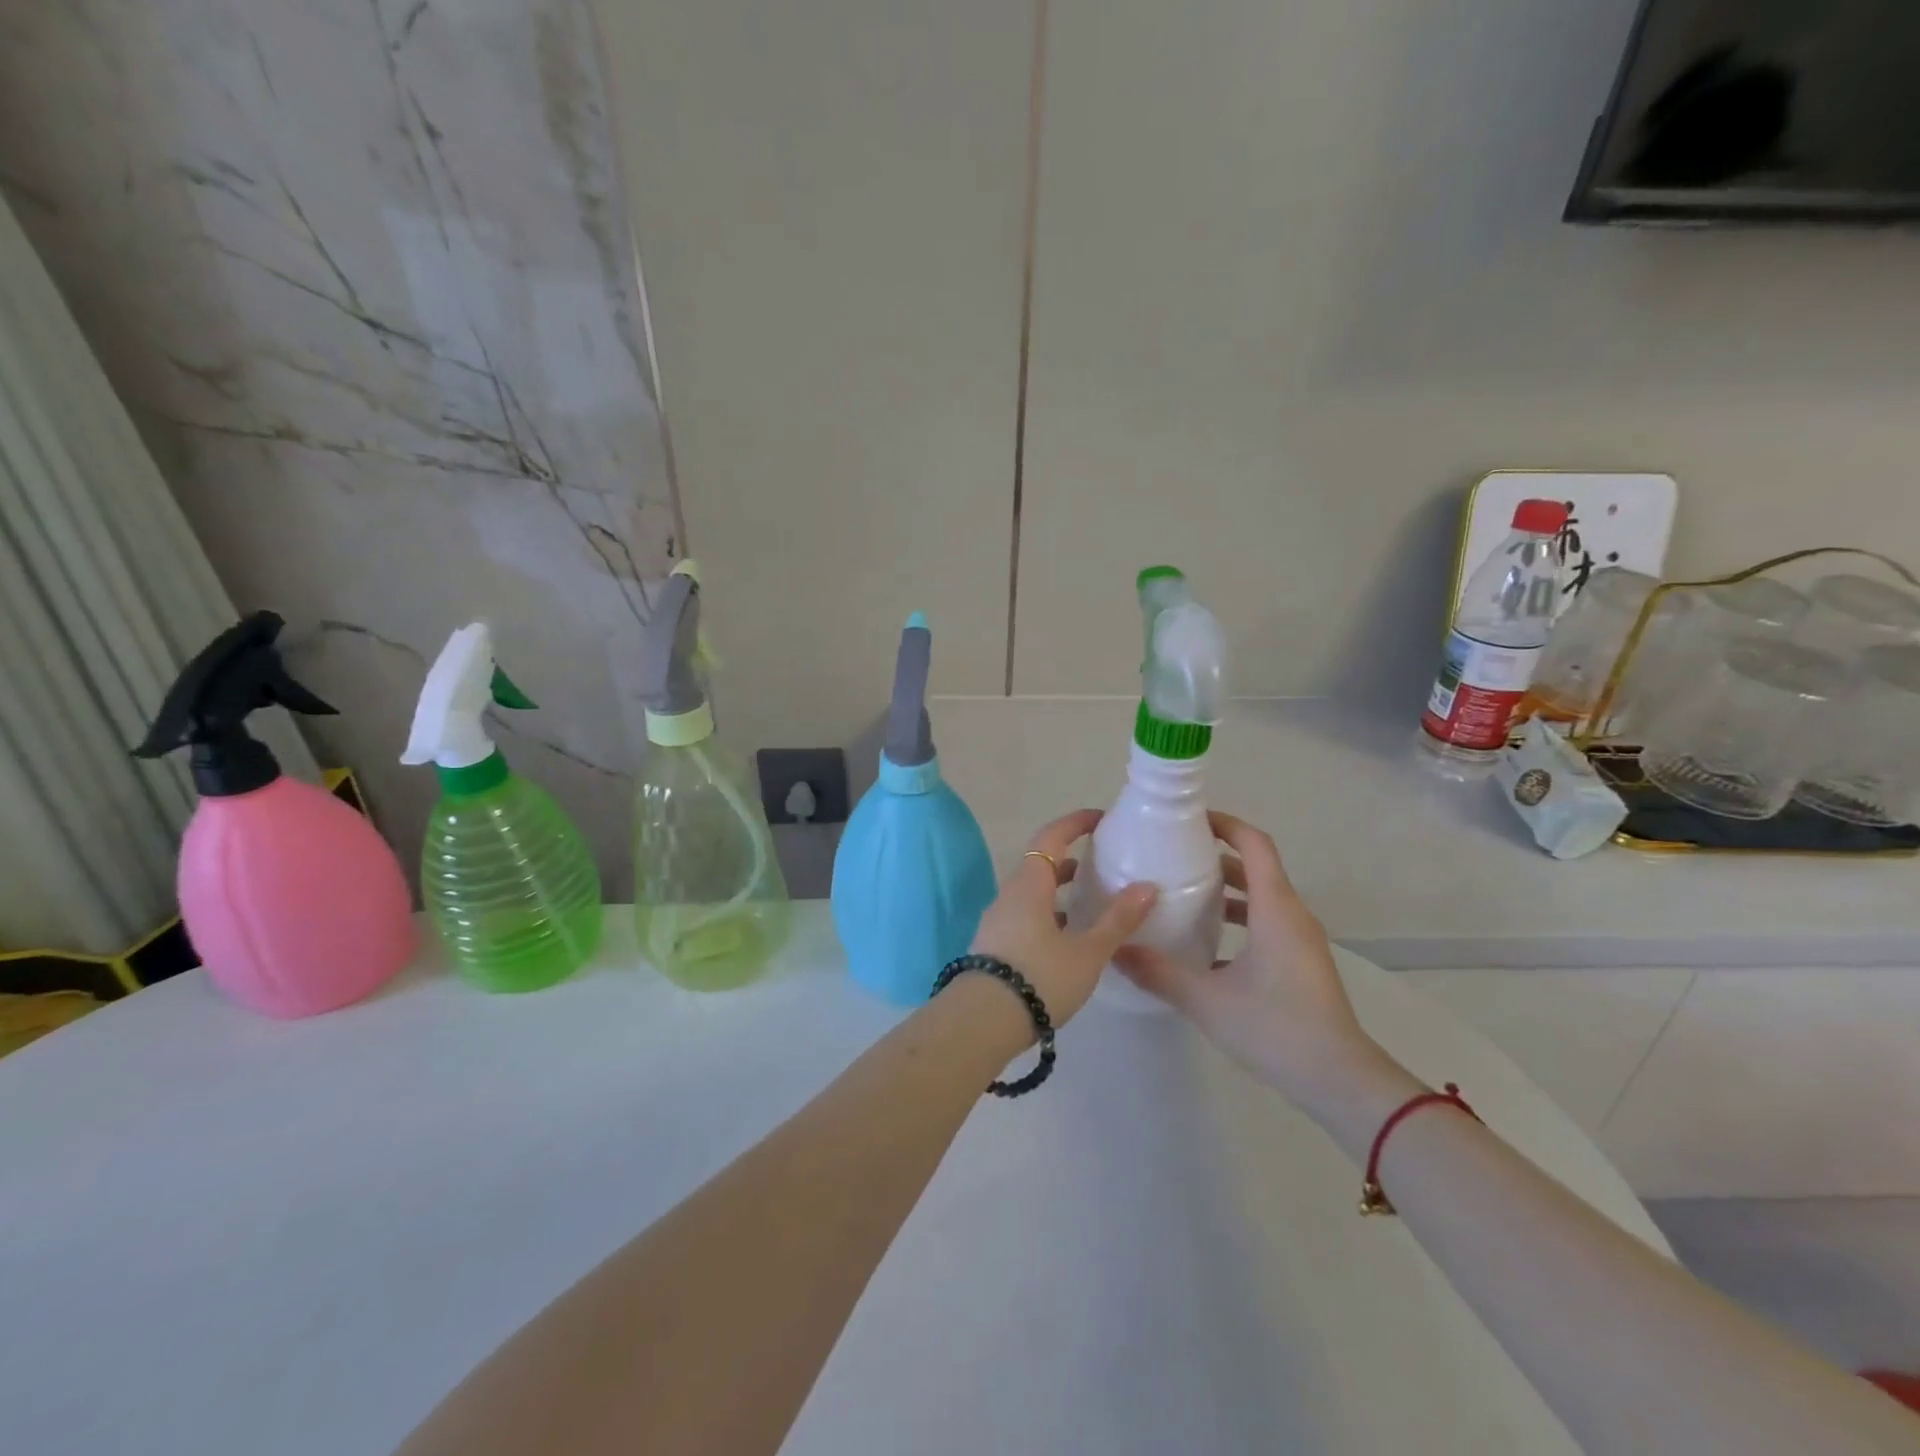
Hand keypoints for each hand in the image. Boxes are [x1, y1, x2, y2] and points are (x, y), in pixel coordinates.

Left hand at [968, 810, 1157, 1025]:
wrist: (982, 1022)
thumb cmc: (1040, 977)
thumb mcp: (1087, 951)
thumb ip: (1117, 919)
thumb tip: (1147, 886)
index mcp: (1029, 884)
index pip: (1051, 837)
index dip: (1075, 823)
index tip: (1100, 819)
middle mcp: (1009, 895)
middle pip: (1040, 865)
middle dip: (1071, 860)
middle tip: (1102, 865)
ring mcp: (998, 921)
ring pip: (1033, 894)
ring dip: (1059, 891)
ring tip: (1090, 903)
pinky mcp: (994, 945)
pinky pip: (1025, 916)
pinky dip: (1049, 915)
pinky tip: (1068, 940)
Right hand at [1114, 811, 1382, 1111]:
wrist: (1339, 1081)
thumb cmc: (1276, 1027)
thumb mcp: (1207, 1000)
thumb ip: (1158, 972)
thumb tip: (1115, 949)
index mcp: (1275, 908)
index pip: (1254, 844)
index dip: (1224, 824)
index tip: (1187, 820)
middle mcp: (1291, 915)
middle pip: (1255, 867)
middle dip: (1215, 856)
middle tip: (1171, 856)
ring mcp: (1299, 941)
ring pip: (1260, 898)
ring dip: (1225, 890)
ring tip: (1181, 895)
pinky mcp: (1299, 964)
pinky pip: (1266, 924)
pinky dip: (1237, 919)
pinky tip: (1203, 944)